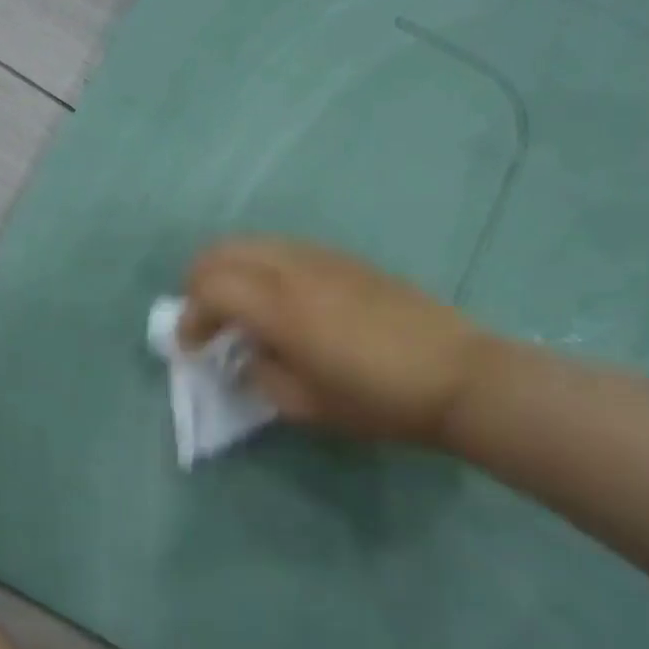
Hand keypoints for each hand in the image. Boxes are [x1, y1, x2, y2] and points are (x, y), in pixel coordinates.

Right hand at [182, 238, 494, 444]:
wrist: (458, 376)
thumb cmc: (378, 400)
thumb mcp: (306, 405)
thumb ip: (260, 374)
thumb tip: (244, 354)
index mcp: (281, 308)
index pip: (210, 288)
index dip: (190, 317)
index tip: (192, 348)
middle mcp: (294, 270)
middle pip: (223, 251)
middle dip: (199, 282)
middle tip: (203, 319)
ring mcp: (322, 258)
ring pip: (254, 243)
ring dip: (231, 271)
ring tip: (238, 309)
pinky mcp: (345, 259)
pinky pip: (285, 249)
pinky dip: (262, 267)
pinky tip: (279, 301)